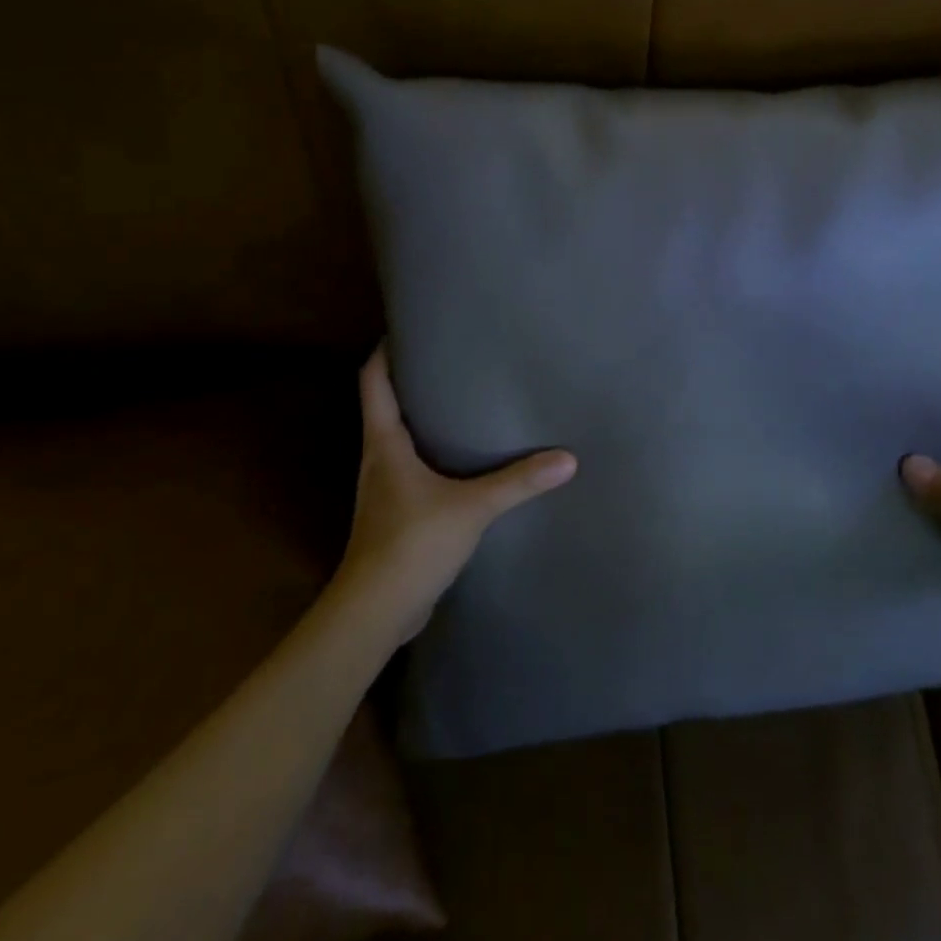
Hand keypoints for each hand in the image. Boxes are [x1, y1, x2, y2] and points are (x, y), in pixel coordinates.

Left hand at [335, 347, 576, 643]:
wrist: (375, 612)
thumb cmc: (412, 543)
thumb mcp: (472, 507)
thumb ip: (518, 482)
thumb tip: (568, 458)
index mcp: (384, 443)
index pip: (372, 380)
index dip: (385, 351)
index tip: (408, 328)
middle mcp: (378, 458)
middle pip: (386, 404)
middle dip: (413, 380)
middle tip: (451, 359)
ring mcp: (383, 489)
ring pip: (399, 439)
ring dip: (423, 419)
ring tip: (461, 403)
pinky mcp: (395, 515)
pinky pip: (411, 470)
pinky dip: (431, 455)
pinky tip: (461, 461)